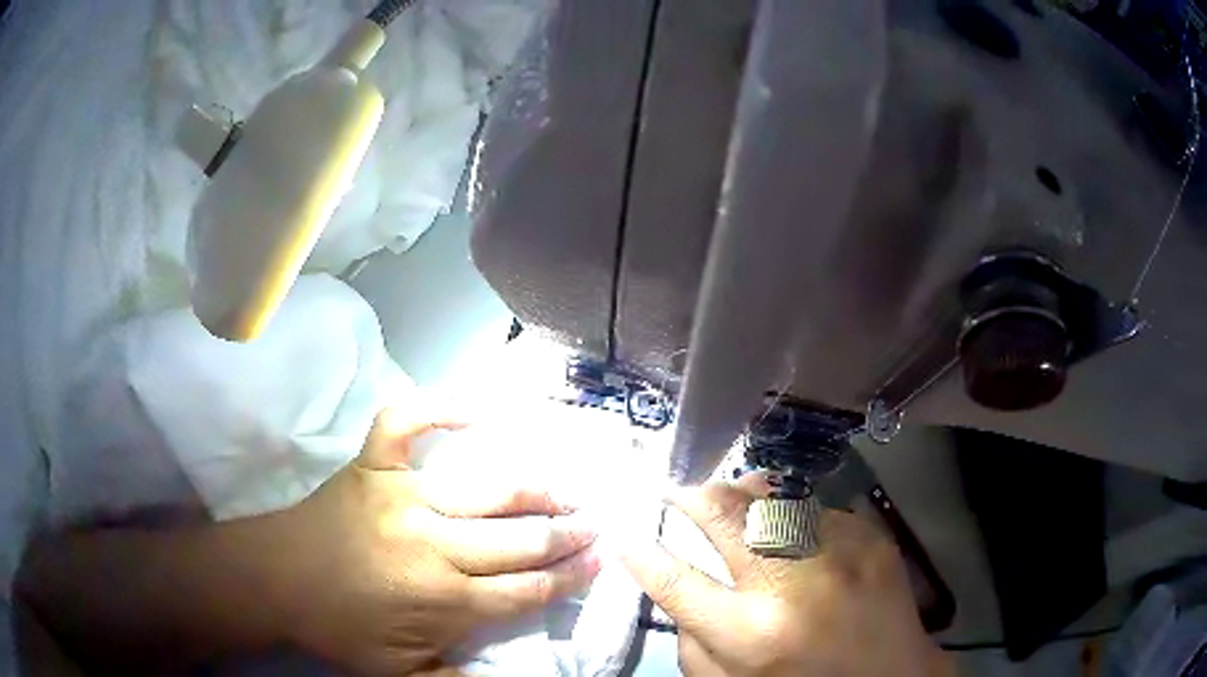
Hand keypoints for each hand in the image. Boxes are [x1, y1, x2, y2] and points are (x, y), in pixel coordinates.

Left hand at [267, 409, 601, 675]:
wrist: (278, 578)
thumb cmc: (338, 628)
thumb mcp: (399, 675)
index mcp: (442, 599)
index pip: (525, 589)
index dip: (568, 577)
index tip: (600, 562)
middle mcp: (432, 544)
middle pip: (518, 540)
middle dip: (566, 535)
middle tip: (597, 524)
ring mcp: (401, 495)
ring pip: (486, 489)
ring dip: (535, 491)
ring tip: (566, 491)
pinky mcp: (371, 465)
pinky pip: (406, 422)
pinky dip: (439, 407)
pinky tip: (476, 409)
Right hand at [622, 481, 952, 676]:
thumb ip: (692, 644)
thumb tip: (674, 588)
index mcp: (751, 632)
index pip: (676, 580)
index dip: (641, 554)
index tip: (623, 535)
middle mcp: (794, 581)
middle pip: (726, 515)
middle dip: (690, 497)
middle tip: (676, 493)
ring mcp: (839, 549)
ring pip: (772, 498)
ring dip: (744, 499)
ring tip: (734, 504)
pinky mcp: (870, 535)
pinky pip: (816, 509)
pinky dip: (794, 517)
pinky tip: (796, 536)